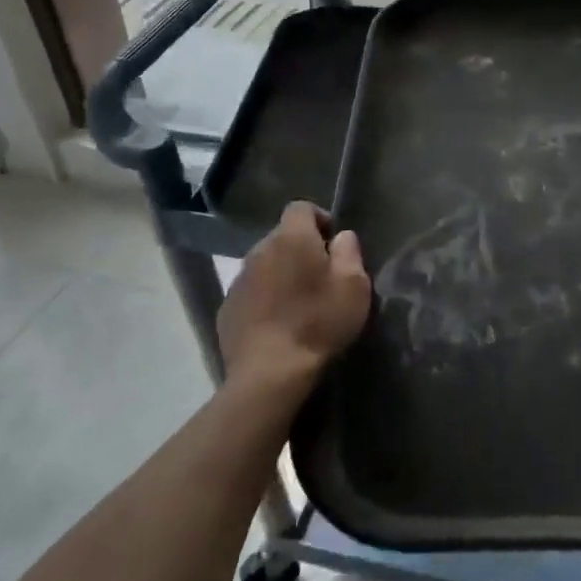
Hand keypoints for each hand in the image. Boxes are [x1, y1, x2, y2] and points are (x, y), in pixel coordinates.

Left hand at [218, 202, 370, 395]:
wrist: (270, 374)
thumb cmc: (319, 323)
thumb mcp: (354, 286)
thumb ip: (349, 252)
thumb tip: (341, 236)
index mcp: (291, 238)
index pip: (300, 207)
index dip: (319, 219)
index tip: (333, 243)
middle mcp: (259, 250)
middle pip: (282, 237)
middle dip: (300, 249)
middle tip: (320, 277)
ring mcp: (238, 280)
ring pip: (264, 265)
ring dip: (280, 274)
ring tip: (298, 303)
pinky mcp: (226, 309)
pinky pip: (250, 292)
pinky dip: (264, 299)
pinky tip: (278, 324)